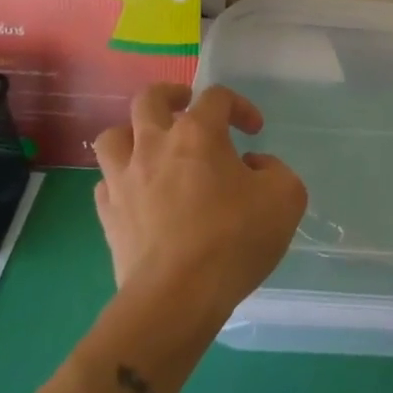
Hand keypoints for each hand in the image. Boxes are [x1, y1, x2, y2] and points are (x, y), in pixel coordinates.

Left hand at [91, 83, 306, 323]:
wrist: (177, 297)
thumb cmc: (234, 239)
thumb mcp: (286, 196)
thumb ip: (275, 169)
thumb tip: (252, 166)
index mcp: (198, 133)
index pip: (216, 96)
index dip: (239, 106)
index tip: (254, 131)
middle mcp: (154, 145)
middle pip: (149, 98)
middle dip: (171, 96)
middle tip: (187, 108)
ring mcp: (124, 179)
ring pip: (113, 136)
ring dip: (133, 134)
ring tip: (152, 148)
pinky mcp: (108, 215)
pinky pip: (106, 182)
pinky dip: (121, 180)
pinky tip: (139, 193)